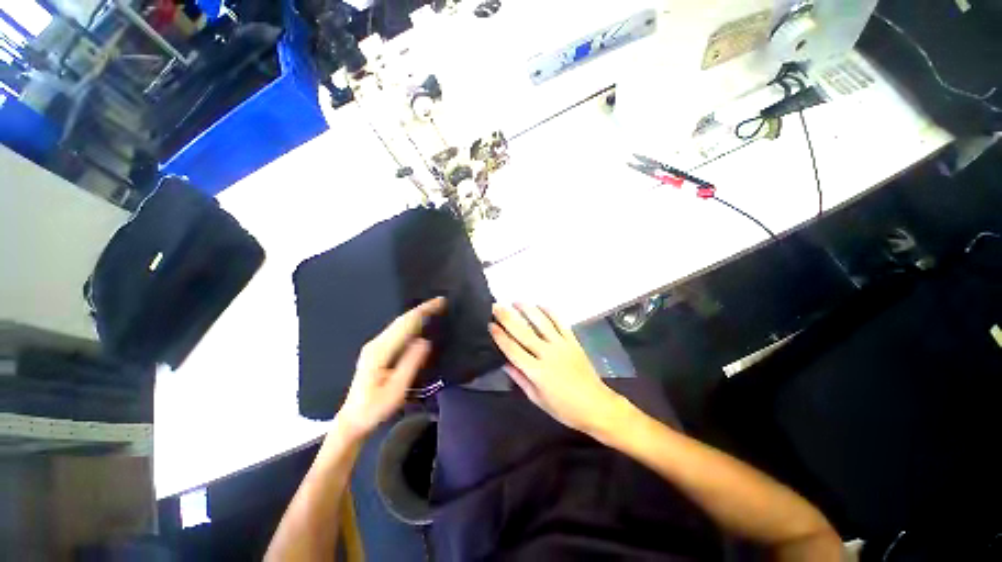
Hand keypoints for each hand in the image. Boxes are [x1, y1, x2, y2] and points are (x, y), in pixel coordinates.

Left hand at [337, 297, 444, 437]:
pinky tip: (419, 324)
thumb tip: (425, 341)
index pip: (405, 324)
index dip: (423, 311)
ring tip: (434, 309)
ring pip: (398, 324)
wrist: (352, 420)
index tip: (440, 302)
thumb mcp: (396, 390)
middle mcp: (376, 344)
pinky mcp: (377, 350)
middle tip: (441, 303)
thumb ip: (410, 364)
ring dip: (417, 314)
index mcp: (380, 351)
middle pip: (401, 320)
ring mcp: (375, 346)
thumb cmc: (375, 408)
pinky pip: (397, 330)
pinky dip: (411, 323)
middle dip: (422, 309)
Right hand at [488, 304, 623, 434]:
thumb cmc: (564, 408)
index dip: (500, 336)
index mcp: (537, 372)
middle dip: (508, 317)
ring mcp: (562, 345)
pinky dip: (550, 312)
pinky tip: (541, 305)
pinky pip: (560, 323)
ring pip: (541, 323)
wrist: (596, 405)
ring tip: (516, 301)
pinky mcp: (573, 341)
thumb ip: (520, 379)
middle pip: (523, 332)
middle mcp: (547, 354)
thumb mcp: (537, 399)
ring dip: (527, 310)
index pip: (513, 349)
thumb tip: (504, 362)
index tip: (490, 324)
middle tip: (496, 306)